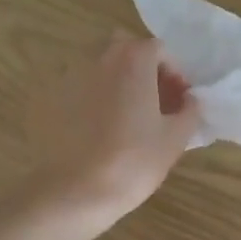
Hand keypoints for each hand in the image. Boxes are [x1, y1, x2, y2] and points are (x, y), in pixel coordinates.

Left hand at [25, 34, 200, 222]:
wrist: (76, 190)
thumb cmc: (134, 161)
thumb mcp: (175, 138)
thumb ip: (189, 110)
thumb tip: (190, 100)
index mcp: (133, 61)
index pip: (158, 48)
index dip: (173, 71)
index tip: (179, 98)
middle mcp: (100, 58)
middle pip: (126, 50)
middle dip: (143, 69)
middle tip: (155, 102)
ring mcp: (71, 76)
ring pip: (100, 67)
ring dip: (118, 82)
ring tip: (127, 117)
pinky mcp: (51, 98)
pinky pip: (80, 88)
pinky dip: (93, 98)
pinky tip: (99, 129)